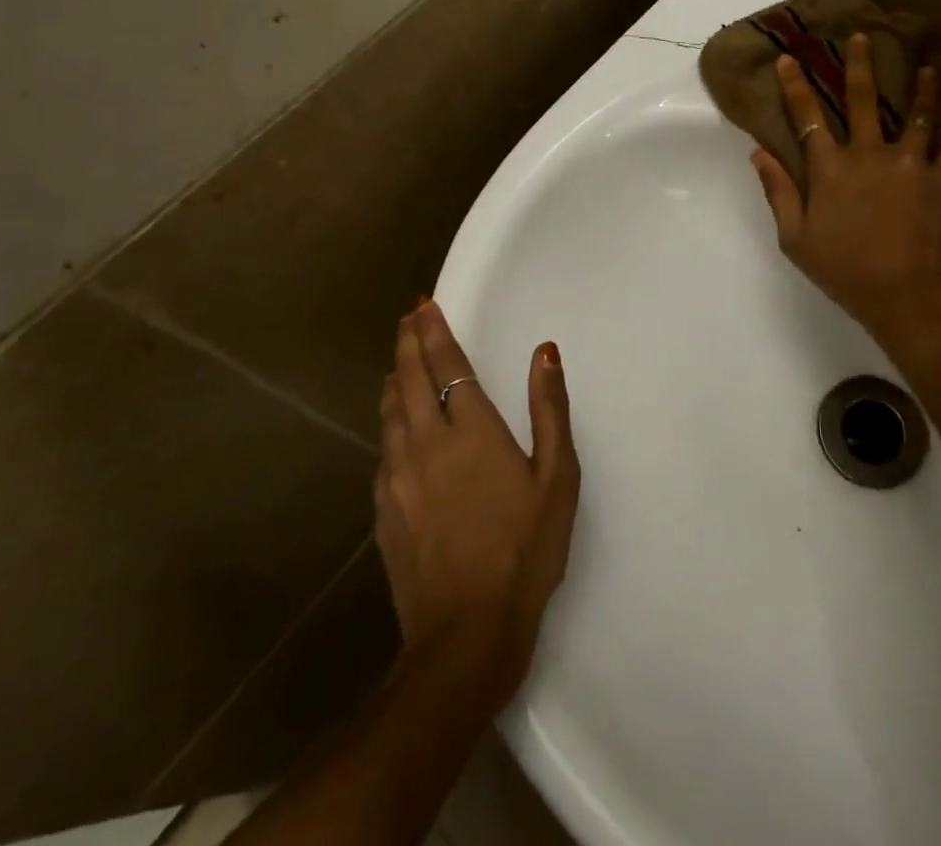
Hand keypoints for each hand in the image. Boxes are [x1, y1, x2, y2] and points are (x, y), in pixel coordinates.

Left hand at [375, 300, 579, 708]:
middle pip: (410, 379)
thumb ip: (549, 409)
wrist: (465, 635)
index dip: (434, 332)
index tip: (423, 306)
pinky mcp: (384, 509)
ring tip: (399, 361)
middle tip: (407, 319)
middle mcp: (427, 443)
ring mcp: (398, 477)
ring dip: (395, 379)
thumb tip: (545, 352)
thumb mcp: (556, 477)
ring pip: (390, 412)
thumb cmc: (524, 549)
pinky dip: (389, 421)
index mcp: (471, 430)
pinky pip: (383, 449)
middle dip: (408, 344)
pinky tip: (394, 426)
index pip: (447, 366)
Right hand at [751, 33, 940, 349]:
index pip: (807, 118)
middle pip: (863, 100)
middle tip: (862, 36)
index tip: (788, 59)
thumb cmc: (846, 271)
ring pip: (917, 114)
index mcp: (830, 169)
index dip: (795, 87)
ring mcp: (909, 163)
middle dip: (858, 65)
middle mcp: (869, 154)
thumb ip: (778, 193)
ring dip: (920, 87)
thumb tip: (759, 153)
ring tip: (926, 66)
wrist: (908, 295)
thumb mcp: (796, 239)